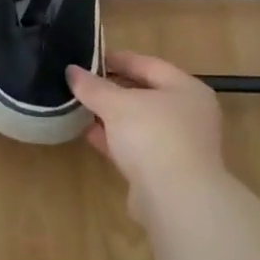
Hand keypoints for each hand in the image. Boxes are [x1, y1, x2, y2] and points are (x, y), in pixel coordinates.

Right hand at [67, 51, 225, 217]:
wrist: (177, 201)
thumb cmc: (153, 136)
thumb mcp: (117, 104)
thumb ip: (93, 86)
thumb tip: (71, 71)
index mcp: (186, 89)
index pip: (148, 64)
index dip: (117, 59)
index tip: (88, 58)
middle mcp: (188, 114)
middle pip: (144, 94)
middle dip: (112, 89)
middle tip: (81, 83)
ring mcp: (179, 145)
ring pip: (138, 122)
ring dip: (111, 116)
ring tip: (79, 106)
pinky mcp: (165, 172)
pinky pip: (135, 147)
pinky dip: (114, 139)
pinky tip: (88, 134)